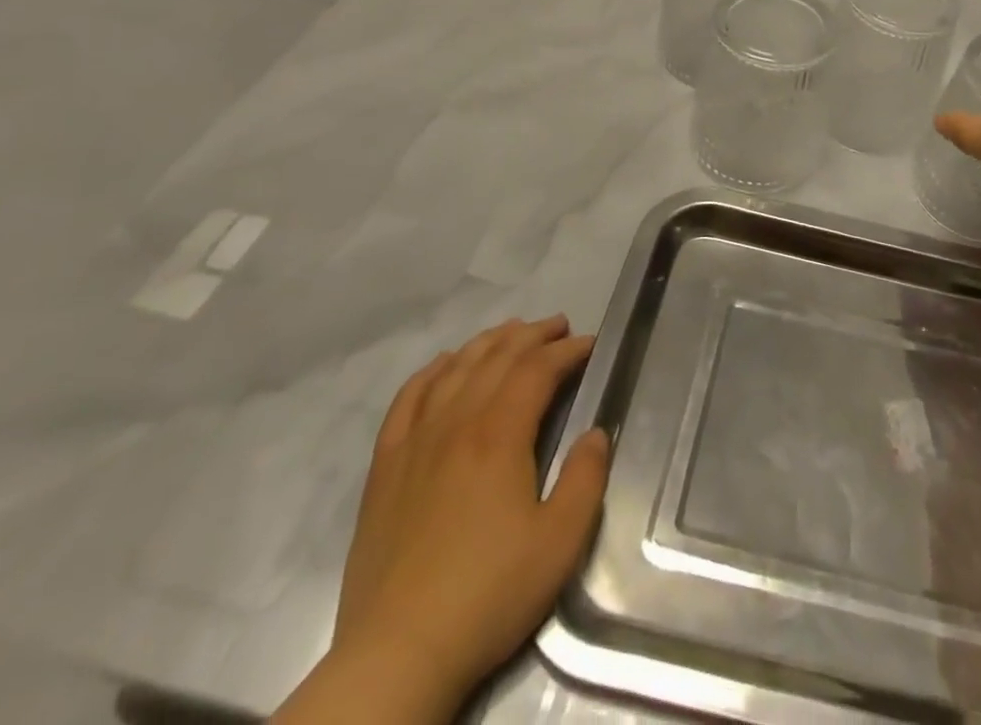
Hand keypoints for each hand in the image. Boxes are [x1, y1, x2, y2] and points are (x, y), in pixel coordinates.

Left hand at [331, 316, 609, 706]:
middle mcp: (456, 422)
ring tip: (511, 332)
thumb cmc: (488, 595)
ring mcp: (415, 441)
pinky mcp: (385, 467)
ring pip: (454, 369)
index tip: (590, 344)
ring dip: (488, 343)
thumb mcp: (560, 542)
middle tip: (558, 326)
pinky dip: (431, 372)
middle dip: (532, 335)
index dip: (567, 351)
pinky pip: (407, 399)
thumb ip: (586, 478)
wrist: (397, 653)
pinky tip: (444, 364)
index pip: (537, 369)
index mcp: (499, 434)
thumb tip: (595, 433)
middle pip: (496, 358)